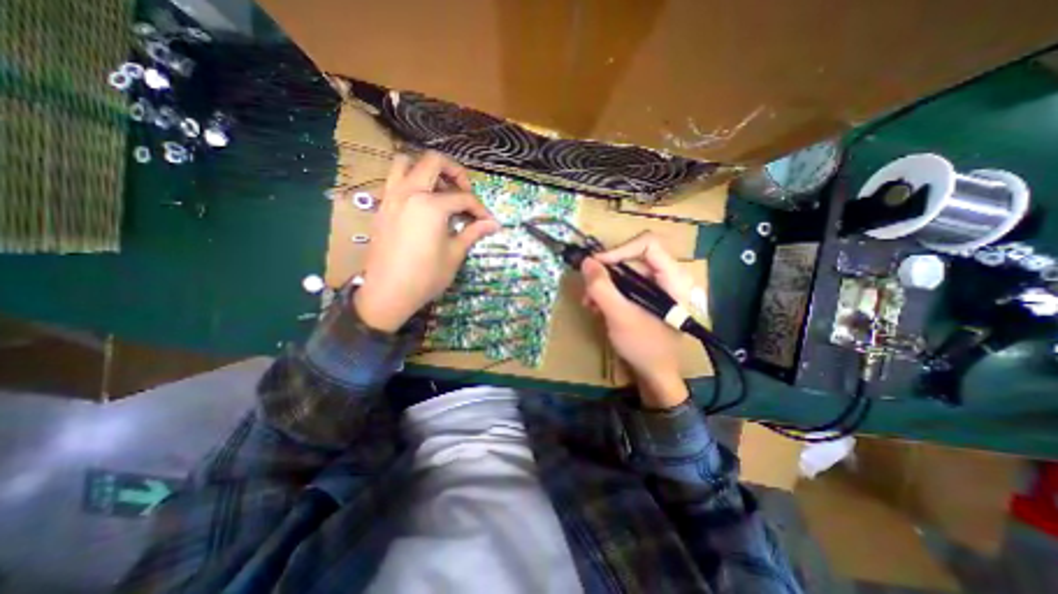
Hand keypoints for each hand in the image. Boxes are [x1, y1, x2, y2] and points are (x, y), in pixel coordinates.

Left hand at [355, 151, 501, 331]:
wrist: (388, 293)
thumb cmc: (426, 276)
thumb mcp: (454, 254)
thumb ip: (473, 233)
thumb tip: (493, 224)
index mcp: (430, 205)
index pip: (463, 198)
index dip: (480, 209)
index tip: (489, 222)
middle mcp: (409, 192)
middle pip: (434, 162)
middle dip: (455, 173)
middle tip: (465, 192)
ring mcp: (391, 197)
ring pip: (406, 162)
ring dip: (427, 169)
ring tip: (440, 190)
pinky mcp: (382, 207)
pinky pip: (394, 181)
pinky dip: (411, 182)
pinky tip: (422, 205)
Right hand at [579, 232, 695, 408]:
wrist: (654, 374)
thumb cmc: (644, 347)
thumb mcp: (620, 316)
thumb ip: (602, 288)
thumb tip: (586, 261)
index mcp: (673, 278)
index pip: (648, 244)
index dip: (620, 250)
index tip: (596, 265)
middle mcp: (667, 277)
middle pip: (633, 257)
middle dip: (606, 272)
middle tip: (587, 287)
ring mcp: (657, 287)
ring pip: (625, 272)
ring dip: (603, 284)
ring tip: (589, 302)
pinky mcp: (646, 297)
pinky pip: (625, 285)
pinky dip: (608, 293)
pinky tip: (596, 307)